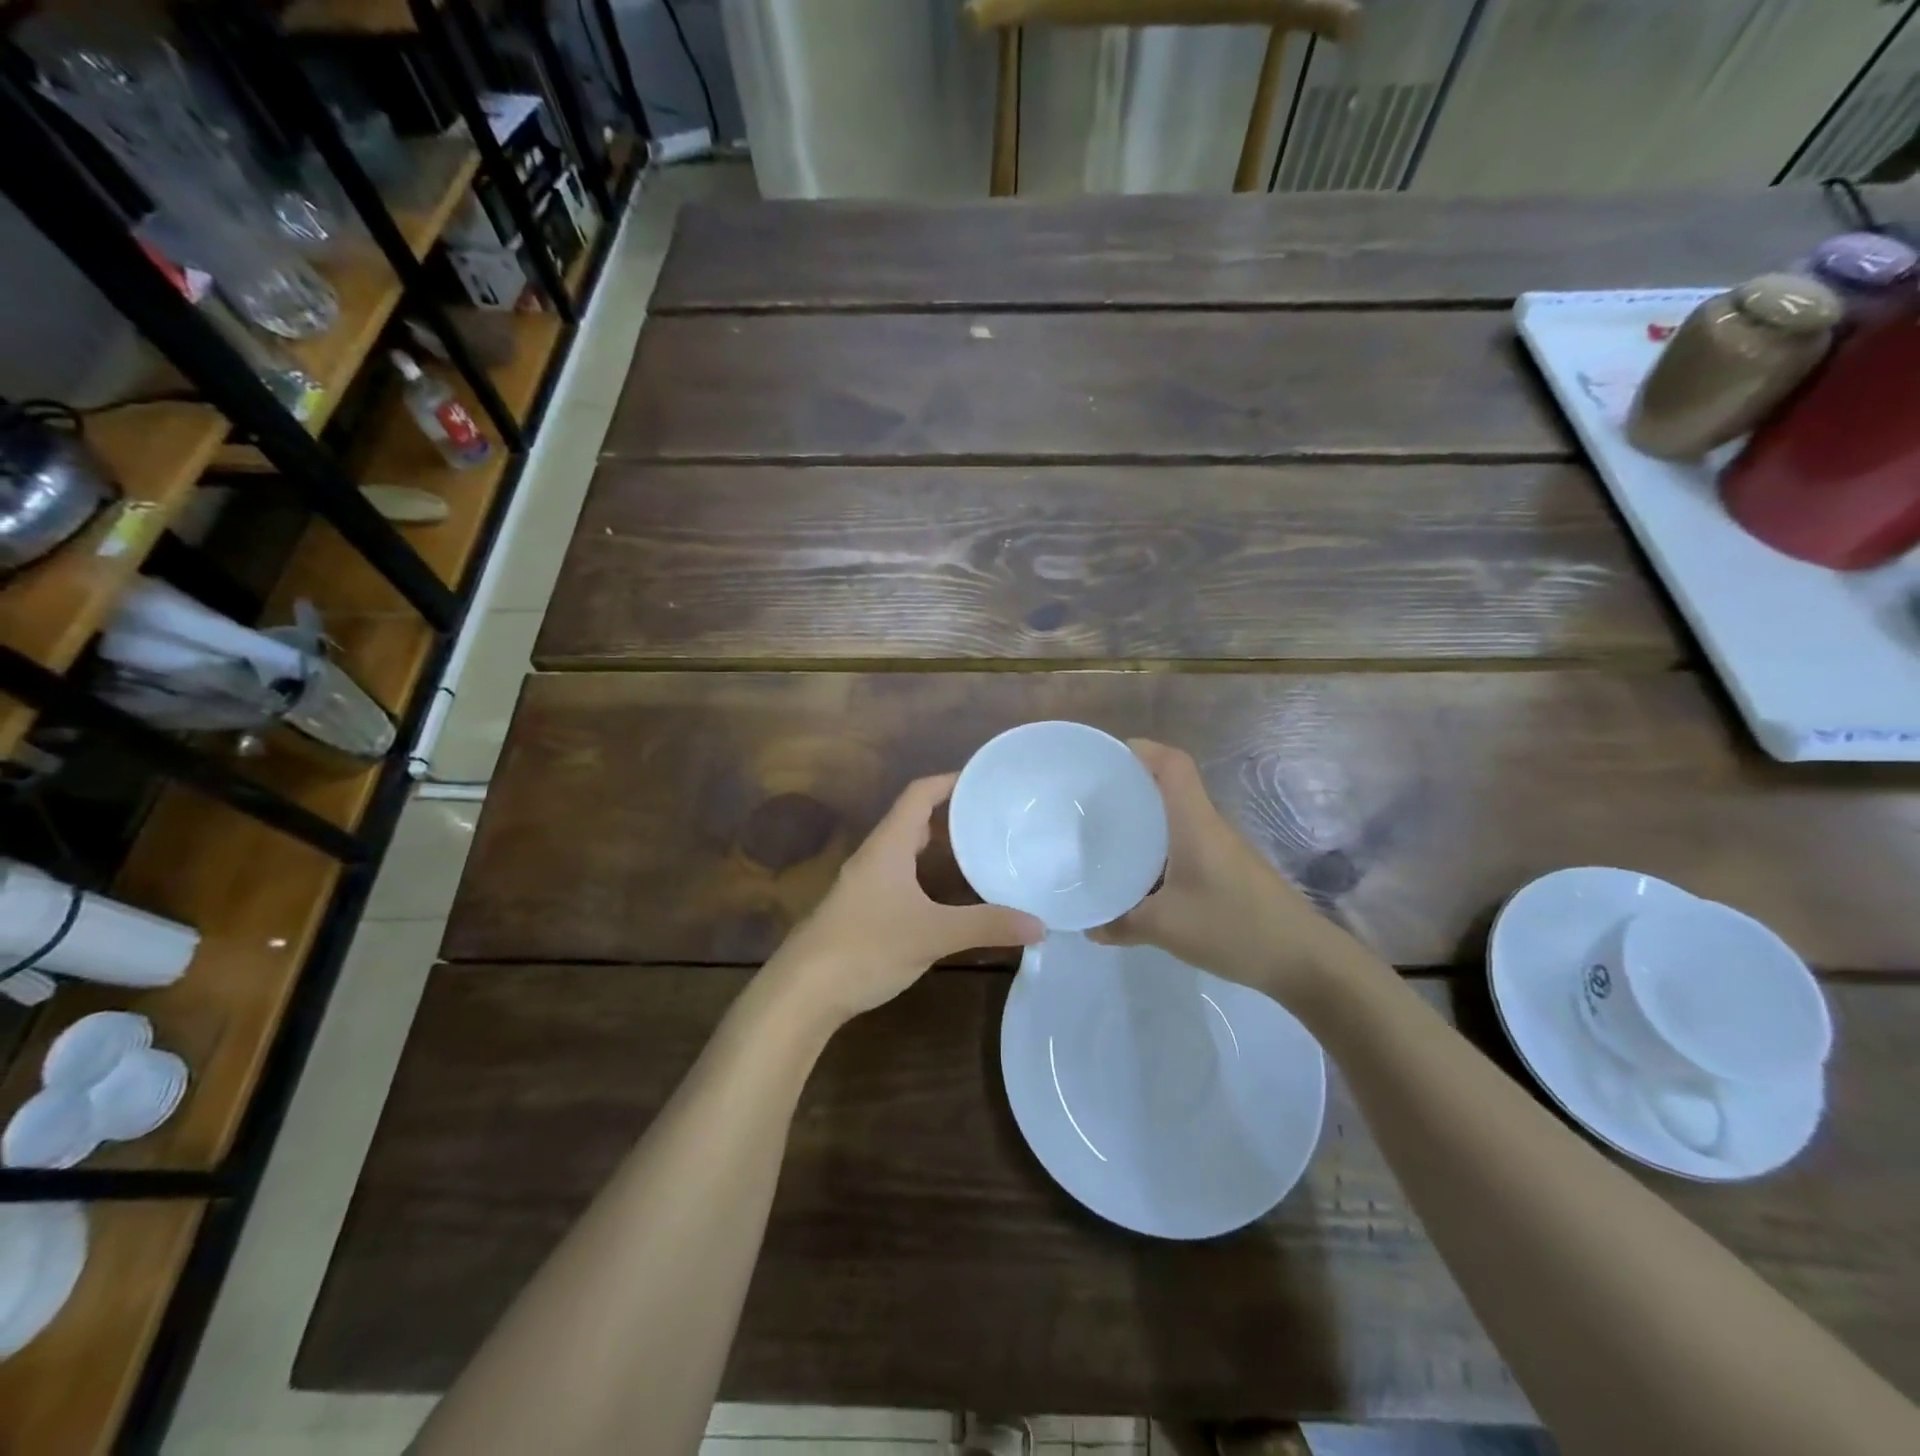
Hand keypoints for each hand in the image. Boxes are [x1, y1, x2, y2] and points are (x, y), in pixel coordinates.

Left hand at [767, 773, 1043, 1024]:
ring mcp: (865, 884)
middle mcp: (875, 856)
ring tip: (978, 849)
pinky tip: (947, 896)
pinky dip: (926, 874)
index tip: (985, 779)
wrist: (803, 991)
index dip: (950, 780)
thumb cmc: (867, 947)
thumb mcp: (933, 934)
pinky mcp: (862, 909)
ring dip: (938, 845)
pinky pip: (900, 876)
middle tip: (991, 817)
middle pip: (913, 818)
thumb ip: (986, 926)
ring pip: (905, 850)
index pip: (919, 794)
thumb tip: (1040, 925)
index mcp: (889, 845)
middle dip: (950, 813)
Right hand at [1089, 740, 1367, 1004]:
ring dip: (1147, 819)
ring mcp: (1223, 848)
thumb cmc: (1233, 926)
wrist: (1304, 960)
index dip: (1142, 750)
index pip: (1173, 764)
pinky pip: (1187, 843)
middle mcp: (1209, 825)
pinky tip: (1142, 875)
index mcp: (1195, 822)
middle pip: (1171, 787)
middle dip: (1134, 785)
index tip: (1107, 758)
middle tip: (1094, 801)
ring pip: (1179, 818)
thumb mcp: (1166, 928)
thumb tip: (1090, 926)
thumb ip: (1122, 923)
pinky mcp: (1229, 870)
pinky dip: (1161, 847)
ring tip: (1108, 835)